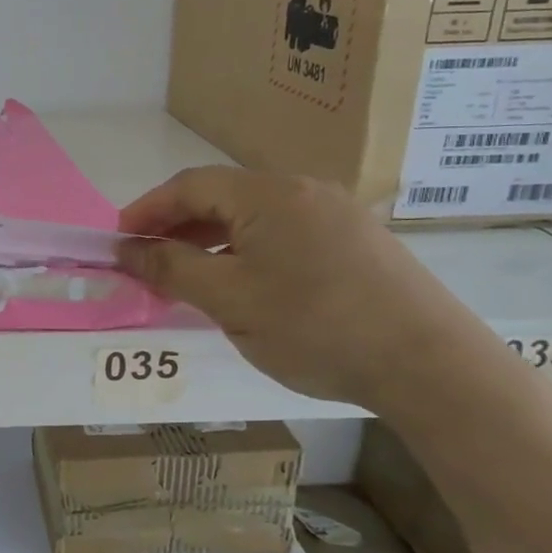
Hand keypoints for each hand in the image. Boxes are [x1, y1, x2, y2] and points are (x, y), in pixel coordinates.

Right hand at [118, 168, 497, 408]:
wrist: (432, 366)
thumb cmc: (316, 327)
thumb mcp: (230, 301)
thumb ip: (172, 270)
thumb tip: (127, 250)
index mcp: (267, 195)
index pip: (189, 186)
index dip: (146, 211)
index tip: (118, 243)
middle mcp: (302, 190)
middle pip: (221, 196)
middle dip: (176, 227)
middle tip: (147, 264)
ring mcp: (336, 214)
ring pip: (253, 217)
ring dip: (211, 241)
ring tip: (188, 278)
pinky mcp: (358, 242)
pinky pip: (284, 234)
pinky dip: (247, 252)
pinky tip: (243, 286)